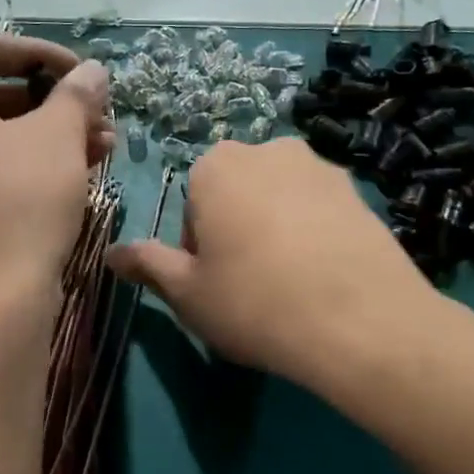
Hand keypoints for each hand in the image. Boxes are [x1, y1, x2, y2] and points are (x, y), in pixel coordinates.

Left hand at [0, 33, 111, 312]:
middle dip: (51, 102)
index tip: (83, 73)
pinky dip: (23, 162)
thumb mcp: (58, 136)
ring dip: (46, 134)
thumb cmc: (20, 200)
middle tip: (98, 115)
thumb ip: (76, 93)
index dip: (41, 52)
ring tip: (102, 146)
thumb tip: (93, 71)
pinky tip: (76, 172)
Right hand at [106, 137, 432, 389]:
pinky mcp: (361, 192)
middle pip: (237, 192)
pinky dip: (315, 235)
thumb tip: (111, 253)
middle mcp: (270, 150)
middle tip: (249, 283)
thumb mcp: (187, 292)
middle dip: (236, 228)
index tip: (215, 280)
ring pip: (281, 199)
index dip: (199, 245)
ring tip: (290, 283)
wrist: (361, 323)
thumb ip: (147, 264)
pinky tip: (323, 278)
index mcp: (218, 166)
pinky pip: (321, 211)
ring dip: (277, 229)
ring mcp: (322, 167)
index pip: (193, 202)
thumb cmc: (255, 303)